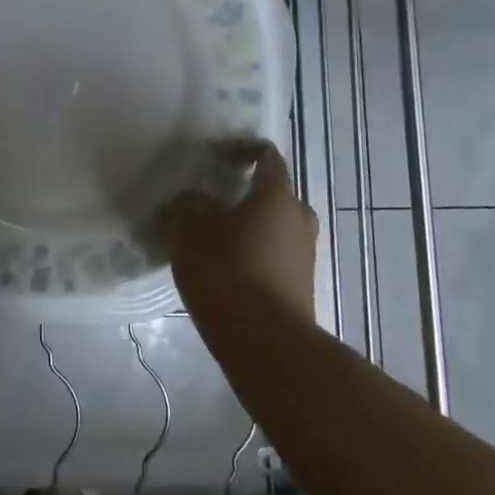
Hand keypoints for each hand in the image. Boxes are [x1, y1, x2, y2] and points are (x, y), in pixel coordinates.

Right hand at [158, 140, 319, 318]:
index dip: (240, 149)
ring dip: (247, 226)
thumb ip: (189, 205)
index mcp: (276, 195)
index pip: (266, 155)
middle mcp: (298, 218)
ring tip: (211, 239)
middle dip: (244, 194)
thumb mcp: (191, 232)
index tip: (215, 156)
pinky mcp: (300, 286)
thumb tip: (195, 200)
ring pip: (274, 226)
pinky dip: (253, 253)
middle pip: (273, 193)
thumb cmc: (228, 274)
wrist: (268, 346)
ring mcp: (304, 255)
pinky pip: (274, 255)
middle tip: (211, 202)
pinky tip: (224, 269)